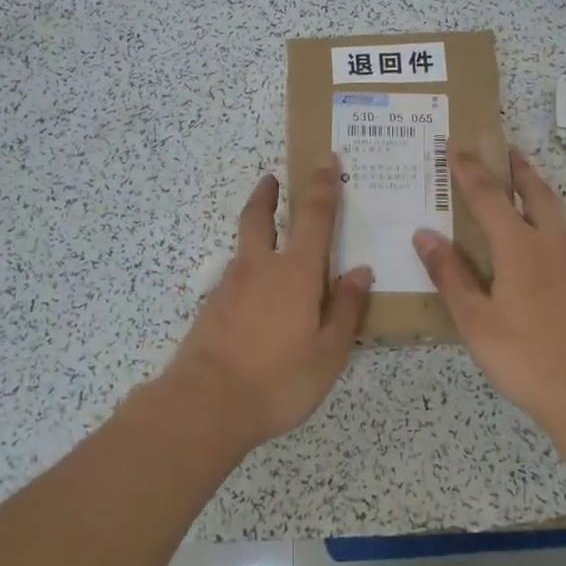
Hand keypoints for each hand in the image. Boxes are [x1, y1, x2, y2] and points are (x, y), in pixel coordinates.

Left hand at [164, 164, 372, 446]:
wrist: (205, 405)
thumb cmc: (278, 379)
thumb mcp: (328, 352)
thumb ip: (346, 309)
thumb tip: (360, 270)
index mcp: (295, 272)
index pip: (314, 217)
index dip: (322, 186)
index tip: (325, 160)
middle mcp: (260, 268)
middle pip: (259, 216)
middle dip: (268, 193)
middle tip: (273, 177)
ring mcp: (230, 287)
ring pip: (245, 247)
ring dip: (257, 230)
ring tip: (273, 239)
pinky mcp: (212, 308)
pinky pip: (236, 277)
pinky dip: (250, 271)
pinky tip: (259, 295)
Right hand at [413, 149, 565, 432]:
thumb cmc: (525, 355)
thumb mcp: (475, 319)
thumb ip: (450, 274)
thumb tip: (424, 234)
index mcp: (519, 247)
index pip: (489, 197)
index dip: (471, 171)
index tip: (457, 149)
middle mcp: (550, 243)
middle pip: (535, 192)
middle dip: (518, 168)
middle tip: (506, 149)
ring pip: (555, 212)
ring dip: (537, 190)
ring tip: (522, 185)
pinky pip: (563, 236)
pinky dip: (547, 221)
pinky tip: (540, 242)